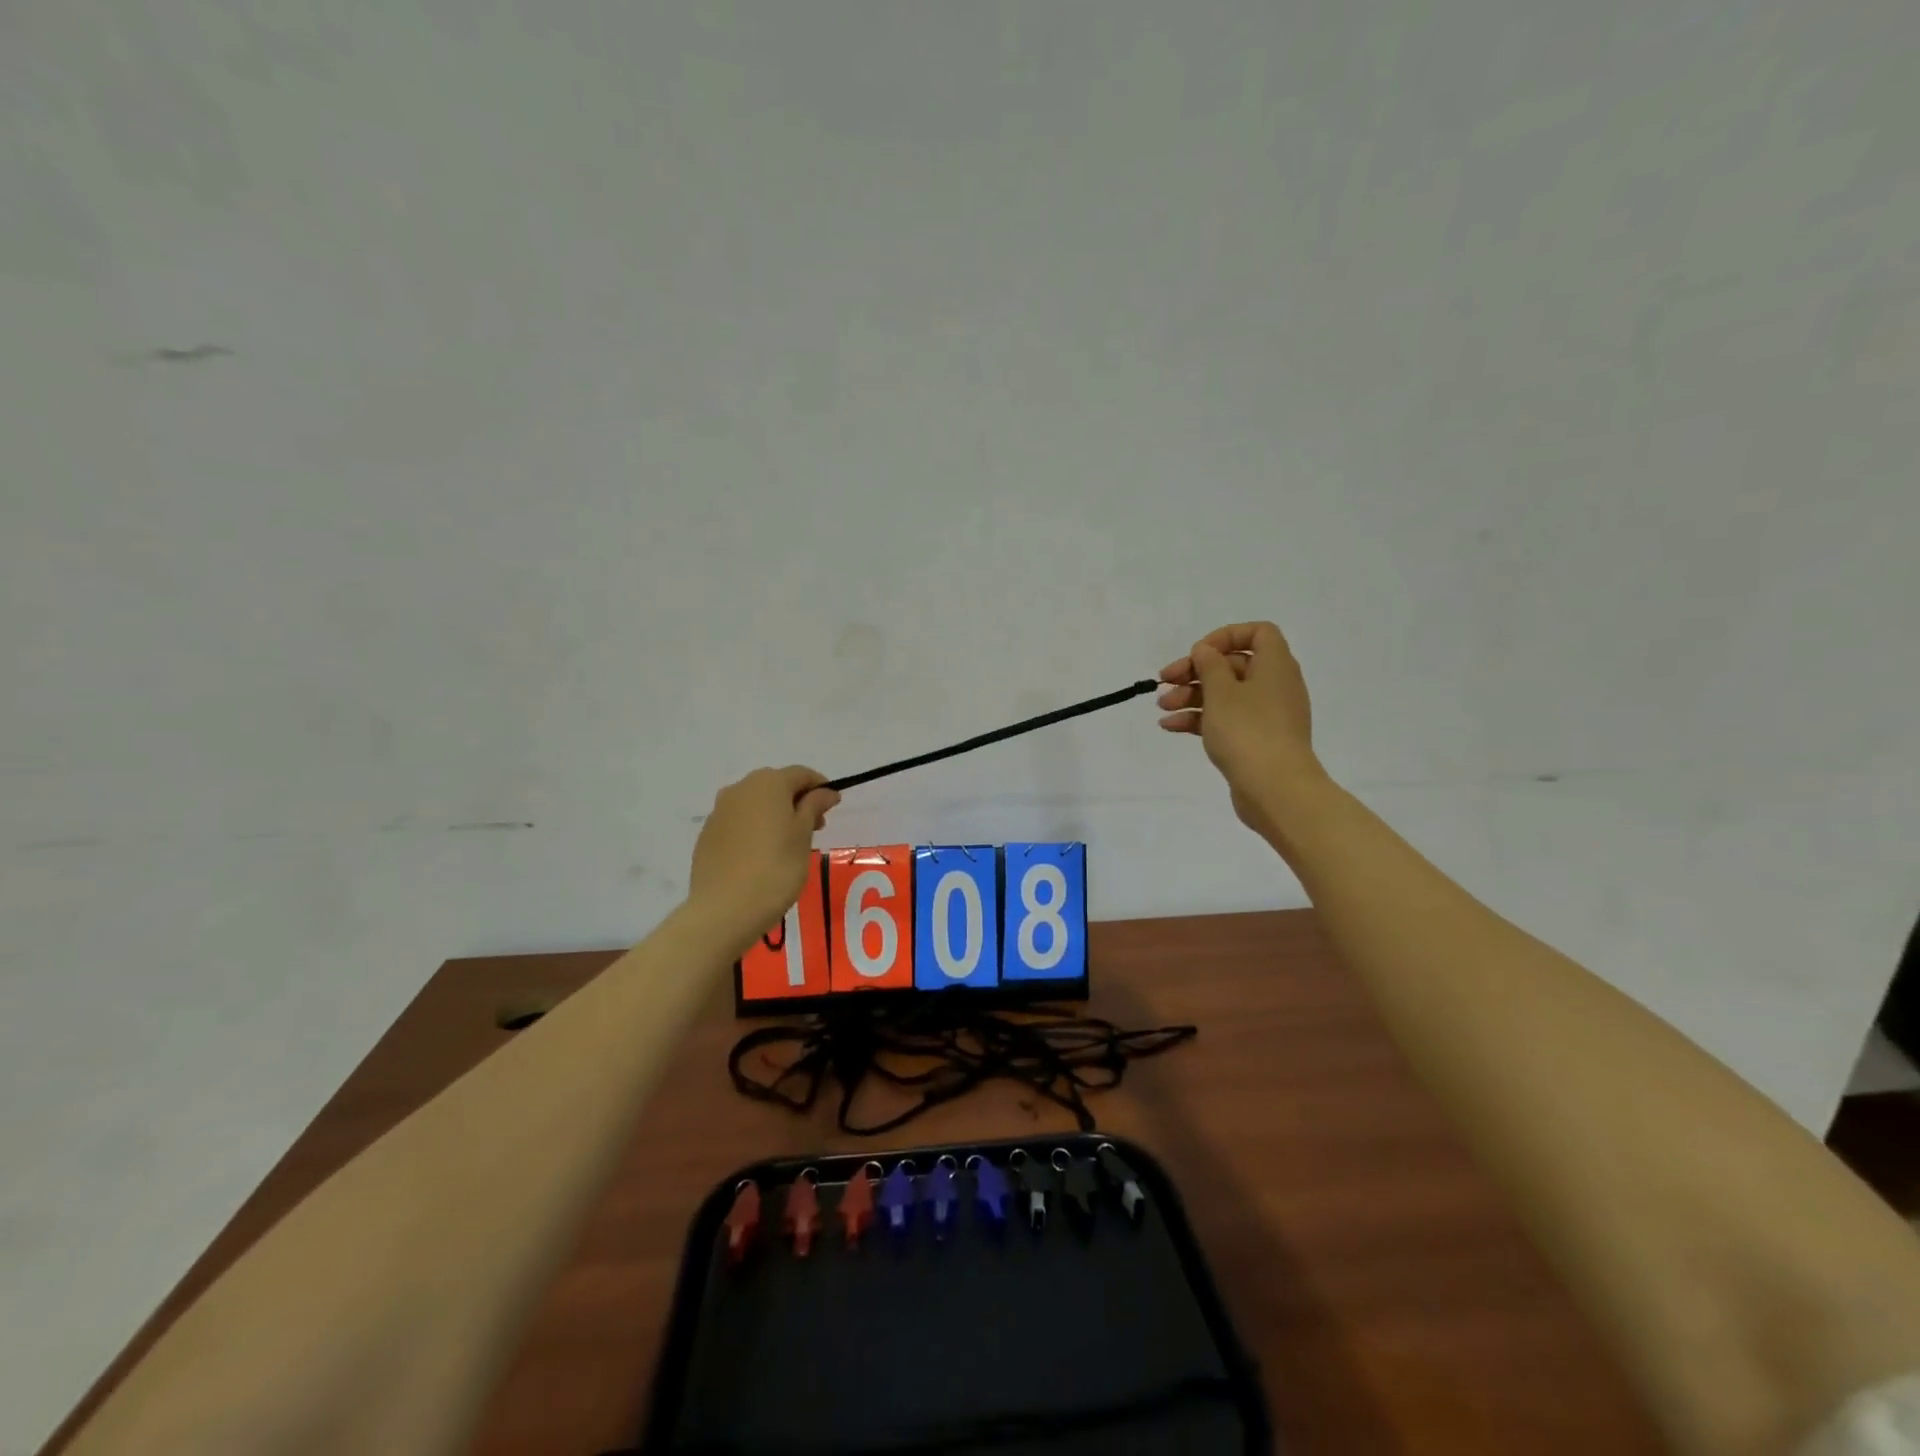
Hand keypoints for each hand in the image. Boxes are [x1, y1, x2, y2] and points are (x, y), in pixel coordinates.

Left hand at [687, 766, 839, 957]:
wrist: (723, 909)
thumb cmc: (775, 869)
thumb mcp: (803, 836)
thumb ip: (814, 807)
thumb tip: (826, 792)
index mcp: (768, 783)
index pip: (801, 774)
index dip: (820, 787)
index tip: (832, 808)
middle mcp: (740, 789)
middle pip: (776, 785)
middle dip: (797, 801)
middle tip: (814, 829)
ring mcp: (719, 811)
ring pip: (755, 804)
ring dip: (775, 815)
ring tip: (788, 845)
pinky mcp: (707, 834)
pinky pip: (738, 822)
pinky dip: (754, 829)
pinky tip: (762, 856)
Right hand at [1158, 621, 1326, 839]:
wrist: (1275, 789)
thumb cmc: (1248, 731)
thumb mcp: (1221, 691)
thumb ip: (1209, 665)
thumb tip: (1205, 650)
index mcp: (1275, 666)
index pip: (1258, 633)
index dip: (1226, 636)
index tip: (1198, 652)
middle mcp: (1274, 685)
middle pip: (1233, 665)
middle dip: (1196, 671)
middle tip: (1165, 681)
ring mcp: (1266, 715)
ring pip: (1225, 694)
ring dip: (1191, 696)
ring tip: (1162, 707)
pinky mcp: (1255, 740)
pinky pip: (1225, 720)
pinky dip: (1199, 719)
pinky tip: (1170, 726)